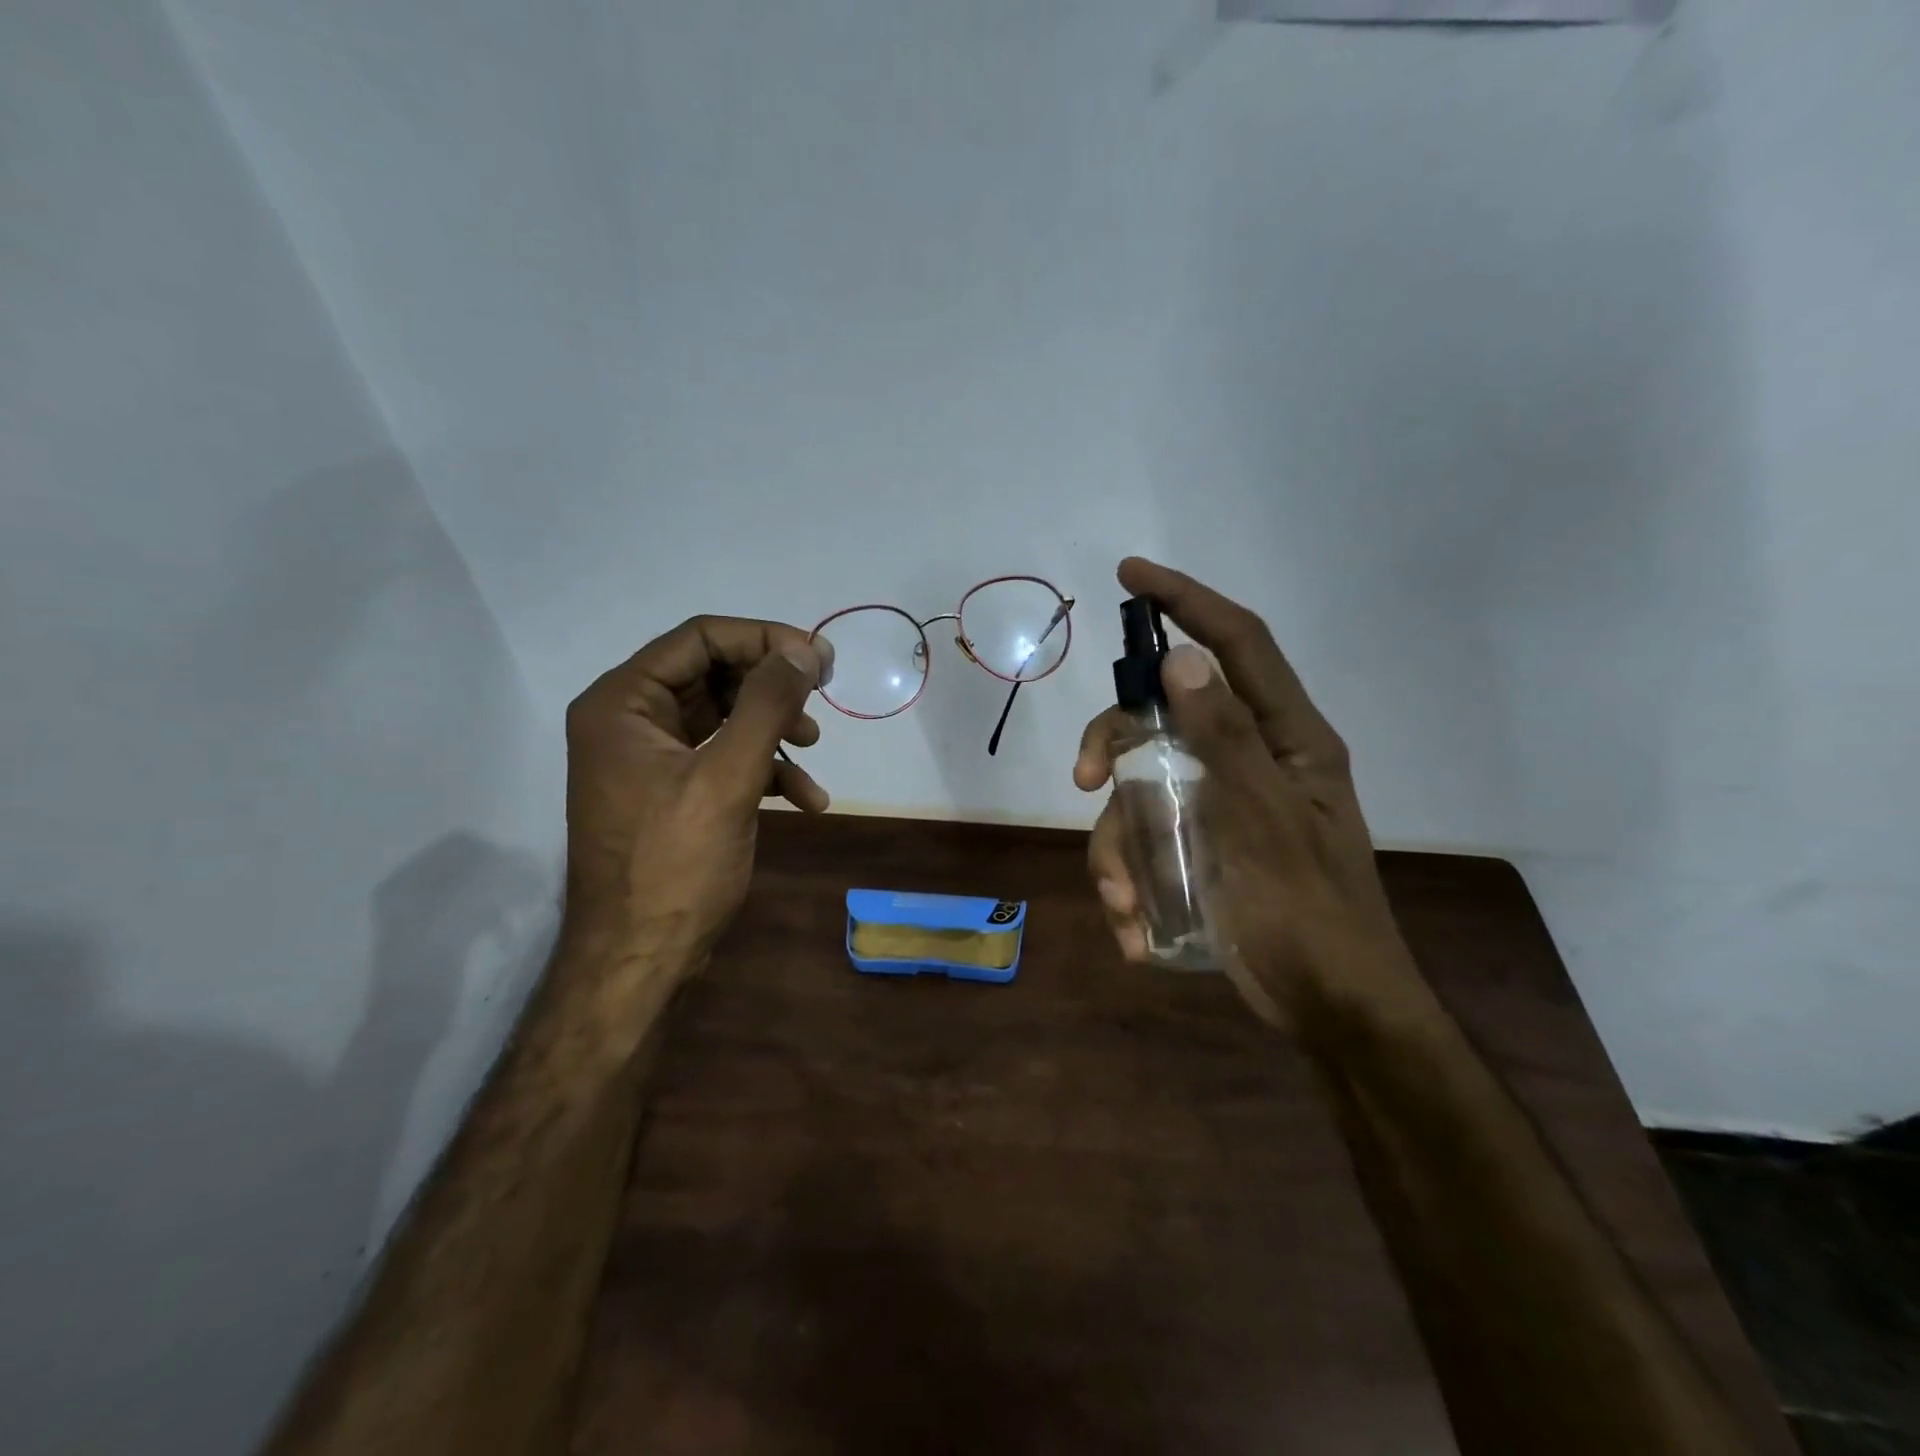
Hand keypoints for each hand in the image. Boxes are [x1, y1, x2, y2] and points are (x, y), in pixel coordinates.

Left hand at [563, 616, 832, 970]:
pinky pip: (724, 759)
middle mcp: (630, 721)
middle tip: (823, 696)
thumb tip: (805, 650)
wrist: (638, 960)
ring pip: (724, 718)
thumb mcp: (727, 778)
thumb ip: (766, 705)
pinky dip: (765, 769)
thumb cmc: (674, 865)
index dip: (763, 639)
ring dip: (773, 728)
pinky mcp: (672, 792)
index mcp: (623, 704)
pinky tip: (807, 798)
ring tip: (813, 748)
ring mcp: (650, 759)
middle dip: (771, 687)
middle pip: (713, 675)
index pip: (699, 639)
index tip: (819, 658)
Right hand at [1074, 559, 1417, 1028]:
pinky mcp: (1197, 846)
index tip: (1131, 575)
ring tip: (1124, 904)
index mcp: (1286, 738)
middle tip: (1083, 781)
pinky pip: (1144, 839)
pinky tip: (1136, 928)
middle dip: (1113, 744)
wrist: (1331, 1009)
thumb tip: (1180, 660)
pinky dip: (1130, 880)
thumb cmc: (1314, 915)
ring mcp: (1218, 804)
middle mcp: (1248, 759)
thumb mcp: (1267, 823)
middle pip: (1162, 717)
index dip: (1187, 601)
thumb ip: (1225, 739)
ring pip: (1140, 787)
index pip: (1237, 644)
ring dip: (1117, 845)